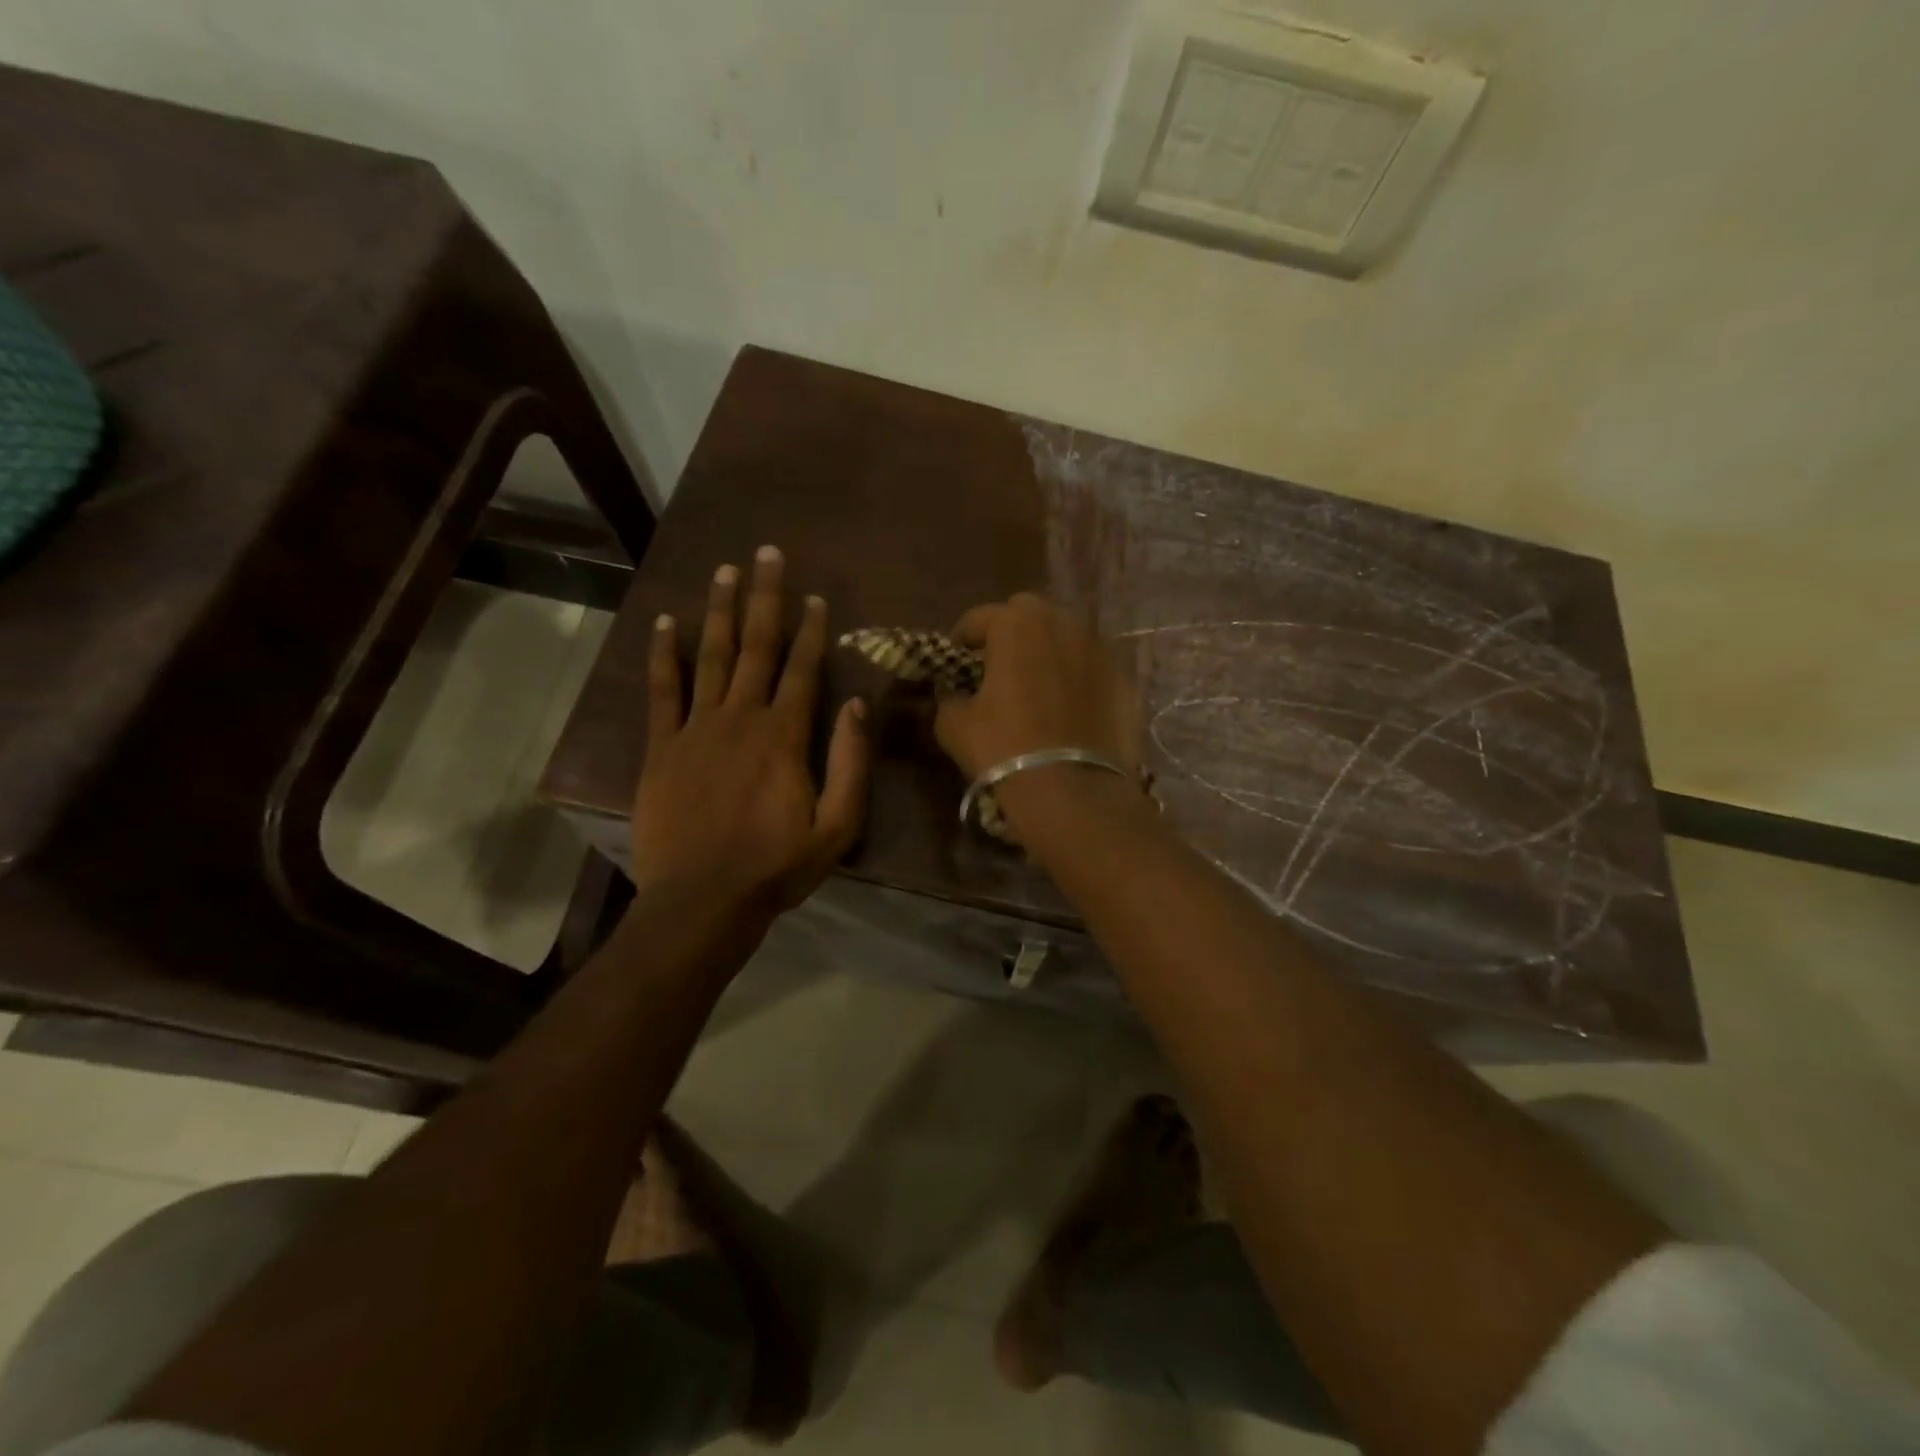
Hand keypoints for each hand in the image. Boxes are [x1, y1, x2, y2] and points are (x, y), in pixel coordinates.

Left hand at [630, 547, 869, 924]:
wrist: (702, 900)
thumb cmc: (777, 866)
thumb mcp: (837, 825)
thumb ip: (850, 762)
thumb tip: (856, 704)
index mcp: (785, 735)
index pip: (802, 669)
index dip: (812, 630)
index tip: (815, 596)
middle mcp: (741, 718)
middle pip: (756, 646)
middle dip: (764, 598)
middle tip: (767, 554)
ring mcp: (696, 729)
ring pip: (710, 657)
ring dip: (719, 611)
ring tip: (725, 572)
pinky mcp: (661, 747)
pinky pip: (662, 691)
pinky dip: (663, 655)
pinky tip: (665, 624)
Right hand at [933, 593, 1141, 782]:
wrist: (1072, 791)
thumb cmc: (1004, 748)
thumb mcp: (954, 725)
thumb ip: (949, 698)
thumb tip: (954, 694)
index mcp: (1016, 623)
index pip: (978, 618)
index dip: (962, 640)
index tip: (956, 664)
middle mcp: (1063, 623)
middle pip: (1028, 616)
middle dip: (1011, 636)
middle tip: (999, 670)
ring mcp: (1101, 649)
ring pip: (1066, 639)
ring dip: (1049, 654)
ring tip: (1038, 689)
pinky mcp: (1125, 679)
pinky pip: (1092, 670)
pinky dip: (1078, 681)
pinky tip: (1070, 711)